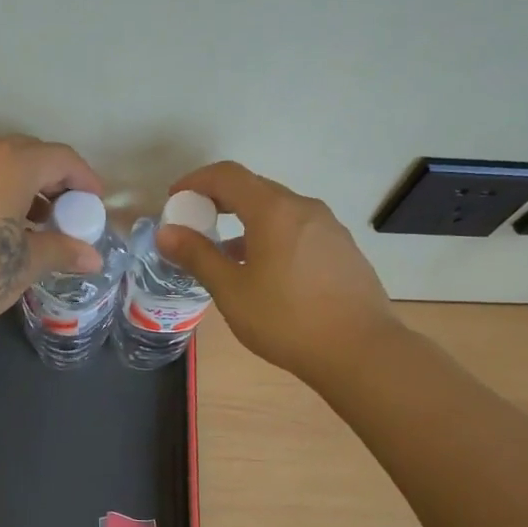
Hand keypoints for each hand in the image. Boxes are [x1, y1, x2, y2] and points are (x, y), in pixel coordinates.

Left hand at [0, 136, 104, 348]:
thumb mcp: (24, 264)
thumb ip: (61, 251)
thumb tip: (92, 257)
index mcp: (10, 163)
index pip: (61, 158)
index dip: (84, 180)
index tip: (93, 205)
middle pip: (27, 154)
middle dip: (51, 180)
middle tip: (64, 214)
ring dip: (19, 185)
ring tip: (31, 224)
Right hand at [156, 161, 396, 381]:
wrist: (361, 351)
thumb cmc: (286, 319)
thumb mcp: (231, 291)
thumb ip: (197, 256)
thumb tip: (166, 232)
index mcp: (274, 210)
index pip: (227, 175)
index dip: (196, 181)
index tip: (175, 199)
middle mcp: (304, 208)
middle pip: (254, 189)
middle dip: (219, 200)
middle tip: (196, 224)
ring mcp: (329, 228)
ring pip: (278, 211)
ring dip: (247, 221)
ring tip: (226, 254)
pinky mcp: (343, 249)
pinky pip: (298, 230)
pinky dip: (272, 236)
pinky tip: (265, 272)